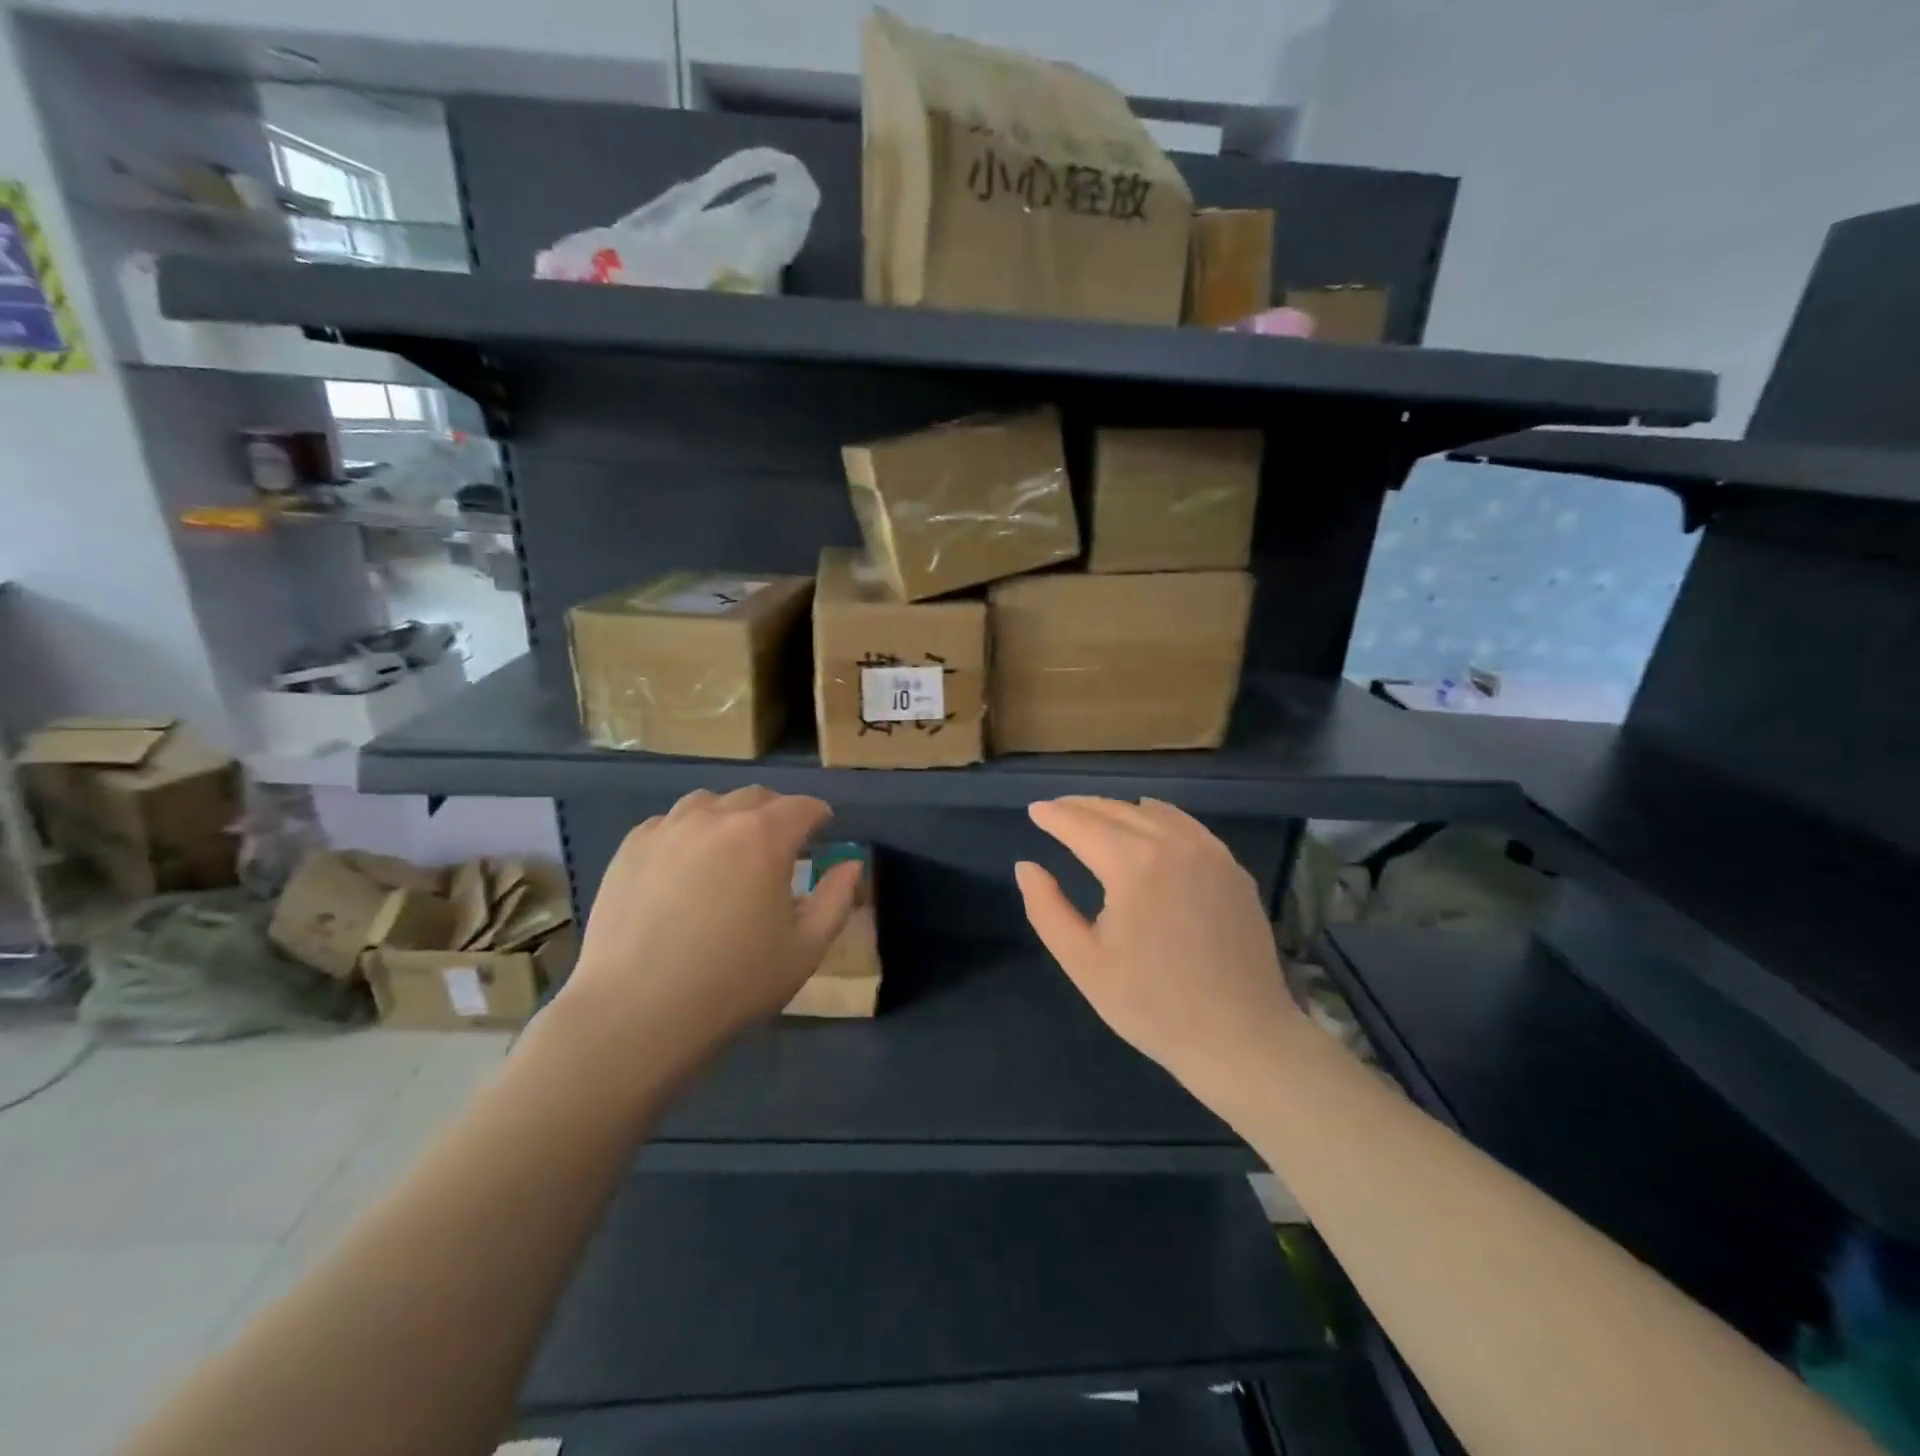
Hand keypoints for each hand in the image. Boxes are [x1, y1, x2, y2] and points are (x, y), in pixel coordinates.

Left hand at [553, 787, 861, 1075]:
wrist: (637, 1012)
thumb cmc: (734, 982)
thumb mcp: (805, 949)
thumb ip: (835, 899)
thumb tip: (850, 865)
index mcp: (765, 837)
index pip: (802, 807)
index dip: (818, 816)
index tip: (822, 831)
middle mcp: (717, 818)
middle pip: (756, 796)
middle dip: (776, 812)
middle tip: (780, 845)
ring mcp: (668, 829)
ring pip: (708, 802)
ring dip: (730, 816)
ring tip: (729, 850)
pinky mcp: (631, 848)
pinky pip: (668, 823)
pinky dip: (687, 832)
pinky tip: (684, 865)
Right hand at [1015, 796, 1305, 1106]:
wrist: (1241, 1038)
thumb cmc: (1152, 1005)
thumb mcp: (1083, 963)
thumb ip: (1046, 908)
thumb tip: (1026, 866)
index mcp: (1133, 865)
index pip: (1082, 825)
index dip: (1054, 816)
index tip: (1034, 810)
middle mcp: (1174, 844)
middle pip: (1117, 810)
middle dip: (1082, 807)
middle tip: (1056, 810)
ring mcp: (1210, 853)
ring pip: (1154, 813)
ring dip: (1118, 810)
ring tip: (1094, 816)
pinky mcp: (1233, 869)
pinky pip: (1187, 827)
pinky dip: (1158, 818)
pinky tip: (1148, 825)